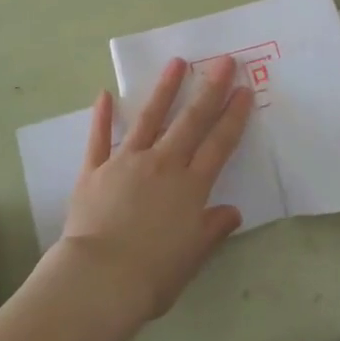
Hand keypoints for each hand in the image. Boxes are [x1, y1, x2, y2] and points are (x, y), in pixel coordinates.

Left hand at [60, 57, 252, 319]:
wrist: (99, 280)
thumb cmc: (152, 275)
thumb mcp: (192, 257)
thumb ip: (212, 229)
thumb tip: (232, 212)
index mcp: (190, 187)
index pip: (219, 144)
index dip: (234, 116)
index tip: (244, 89)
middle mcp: (162, 165)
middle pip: (191, 121)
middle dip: (210, 88)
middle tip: (223, 60)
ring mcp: (127, 162)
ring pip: (149, 118)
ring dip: (164, 89)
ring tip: (176, 62)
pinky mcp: (95, 170)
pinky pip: (99, 139)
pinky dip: (101, 117)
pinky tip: (104, 94)